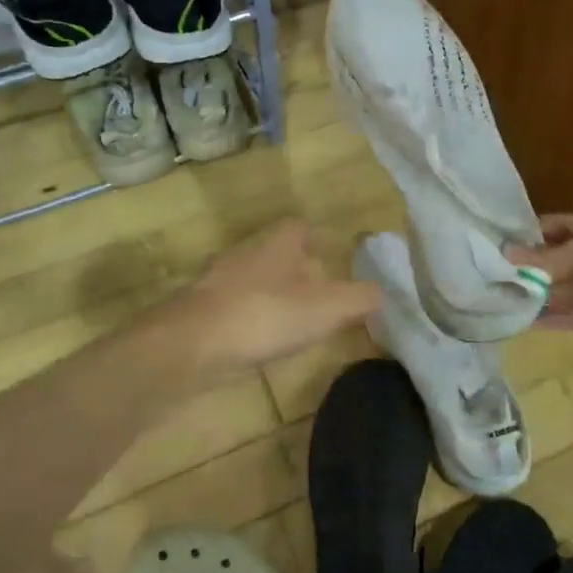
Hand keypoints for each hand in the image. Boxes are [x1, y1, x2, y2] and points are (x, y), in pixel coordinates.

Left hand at [172, 219, 380, 373]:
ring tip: (289, 319)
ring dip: (267, 293)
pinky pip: (229, 307)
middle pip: (272, 252)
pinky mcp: (196, 311)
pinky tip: (255, 340)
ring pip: (249, 278)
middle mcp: (244, 254)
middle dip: (292, 267)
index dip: (316, 237)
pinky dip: (245, 318)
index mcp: (276, 244)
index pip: (298, 226)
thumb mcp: (325, 309)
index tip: (330, 255)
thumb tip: (384, 292)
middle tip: (315, 290)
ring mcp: (215, 282)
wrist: (188, 346)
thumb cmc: (263, 316)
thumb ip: (359, 299)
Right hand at [512, 213, 572, 366]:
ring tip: (499, 297)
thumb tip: (507, 257)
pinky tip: (518, 320)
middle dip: (529, 265)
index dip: (532, 231)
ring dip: (535, 293)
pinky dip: (546, 319)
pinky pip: (569, 317)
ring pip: (562, 290)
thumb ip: (548, 257)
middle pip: (559, 260)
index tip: (499, 240)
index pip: (561, 226)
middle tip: (491, 272)